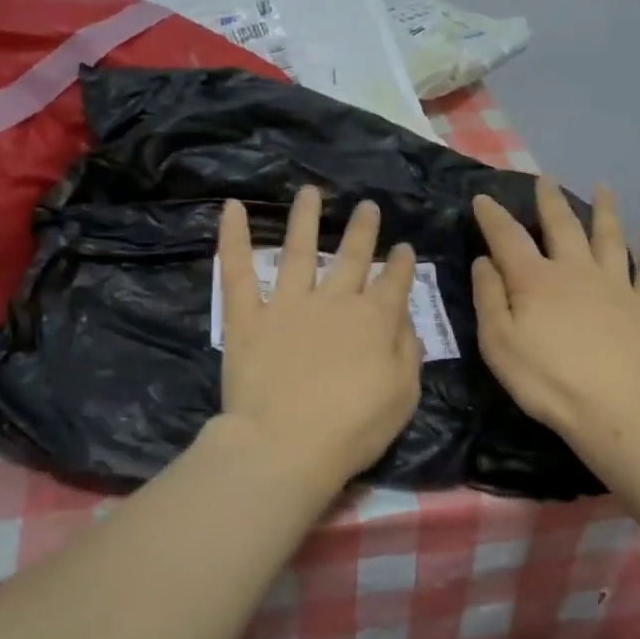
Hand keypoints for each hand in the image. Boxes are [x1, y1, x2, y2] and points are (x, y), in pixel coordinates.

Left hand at [215, 187, 422, 488]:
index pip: (395, 283)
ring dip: (306, 218)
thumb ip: (408, 352)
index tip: (404, 248)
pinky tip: (231, 208)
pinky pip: (239, 271)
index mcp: (375, 320)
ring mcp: (289, 303)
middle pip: (353, 257)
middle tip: (368, 206)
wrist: (285, 445)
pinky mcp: (248, 316)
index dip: (403, 264)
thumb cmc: (352, 429)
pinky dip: (232, 238)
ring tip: (310, 192)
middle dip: (363, 230)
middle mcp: (335, 300)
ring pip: (300, 250)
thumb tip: (405, 320)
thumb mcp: (403, 396)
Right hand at [472, 180, 639, 446]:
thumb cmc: (547, 381)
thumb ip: (489, 298)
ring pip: (609, 236)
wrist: (615, 409)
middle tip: (545, 179)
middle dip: (550, 201)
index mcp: (535, 280)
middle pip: (562, 226)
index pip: (508, 238)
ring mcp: (616, 283)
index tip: (483, 199)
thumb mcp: (499, 344)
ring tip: (604, 187)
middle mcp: (575, 270)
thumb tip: (485, 260)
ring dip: (605, 209)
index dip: (492, 216)